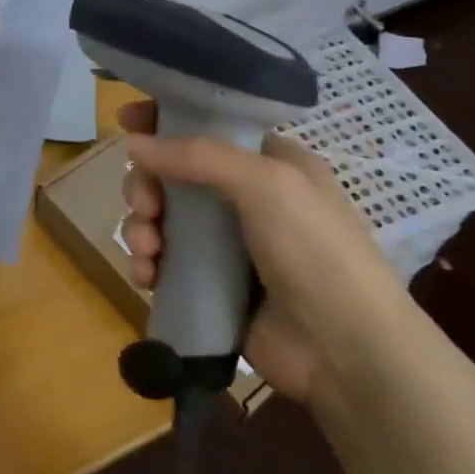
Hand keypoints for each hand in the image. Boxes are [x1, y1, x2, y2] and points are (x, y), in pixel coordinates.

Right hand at [117, 101, 412, 408]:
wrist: (347, 353)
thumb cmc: (316, 252)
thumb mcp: (267, 184)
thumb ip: (198, 156)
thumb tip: (133, 144)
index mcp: (267, 164)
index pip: (207, 126)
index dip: (165, 120)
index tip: (126, 120)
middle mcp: (243, 198)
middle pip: (172, 173)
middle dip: (146, 185)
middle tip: (146, 205)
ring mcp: (225, 245)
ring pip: (160, 218)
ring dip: (141, 227)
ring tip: (148, 250)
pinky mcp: (208, 286)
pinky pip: (163, 262)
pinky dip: (147, 264)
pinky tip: (147, 276)